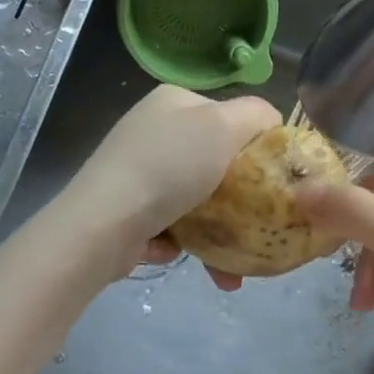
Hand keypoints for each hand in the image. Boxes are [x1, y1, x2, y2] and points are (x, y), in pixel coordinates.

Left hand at [61, 85, 280, 273]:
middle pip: (213, 161)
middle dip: (239, 201)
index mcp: (174, 101)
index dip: (255, 145)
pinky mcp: (125, 207)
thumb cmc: (169, 167)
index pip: (229, 115)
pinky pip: (168, 223)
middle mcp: (153, 129)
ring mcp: (135, 169)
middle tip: (258, 228)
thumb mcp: (222, 126)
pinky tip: (179, 253)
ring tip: (229, 271)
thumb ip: (255, 115)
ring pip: (194, 199)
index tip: (272, 179)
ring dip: (215, 233)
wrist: (102, 225)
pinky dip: (180, 242)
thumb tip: (271, 120)